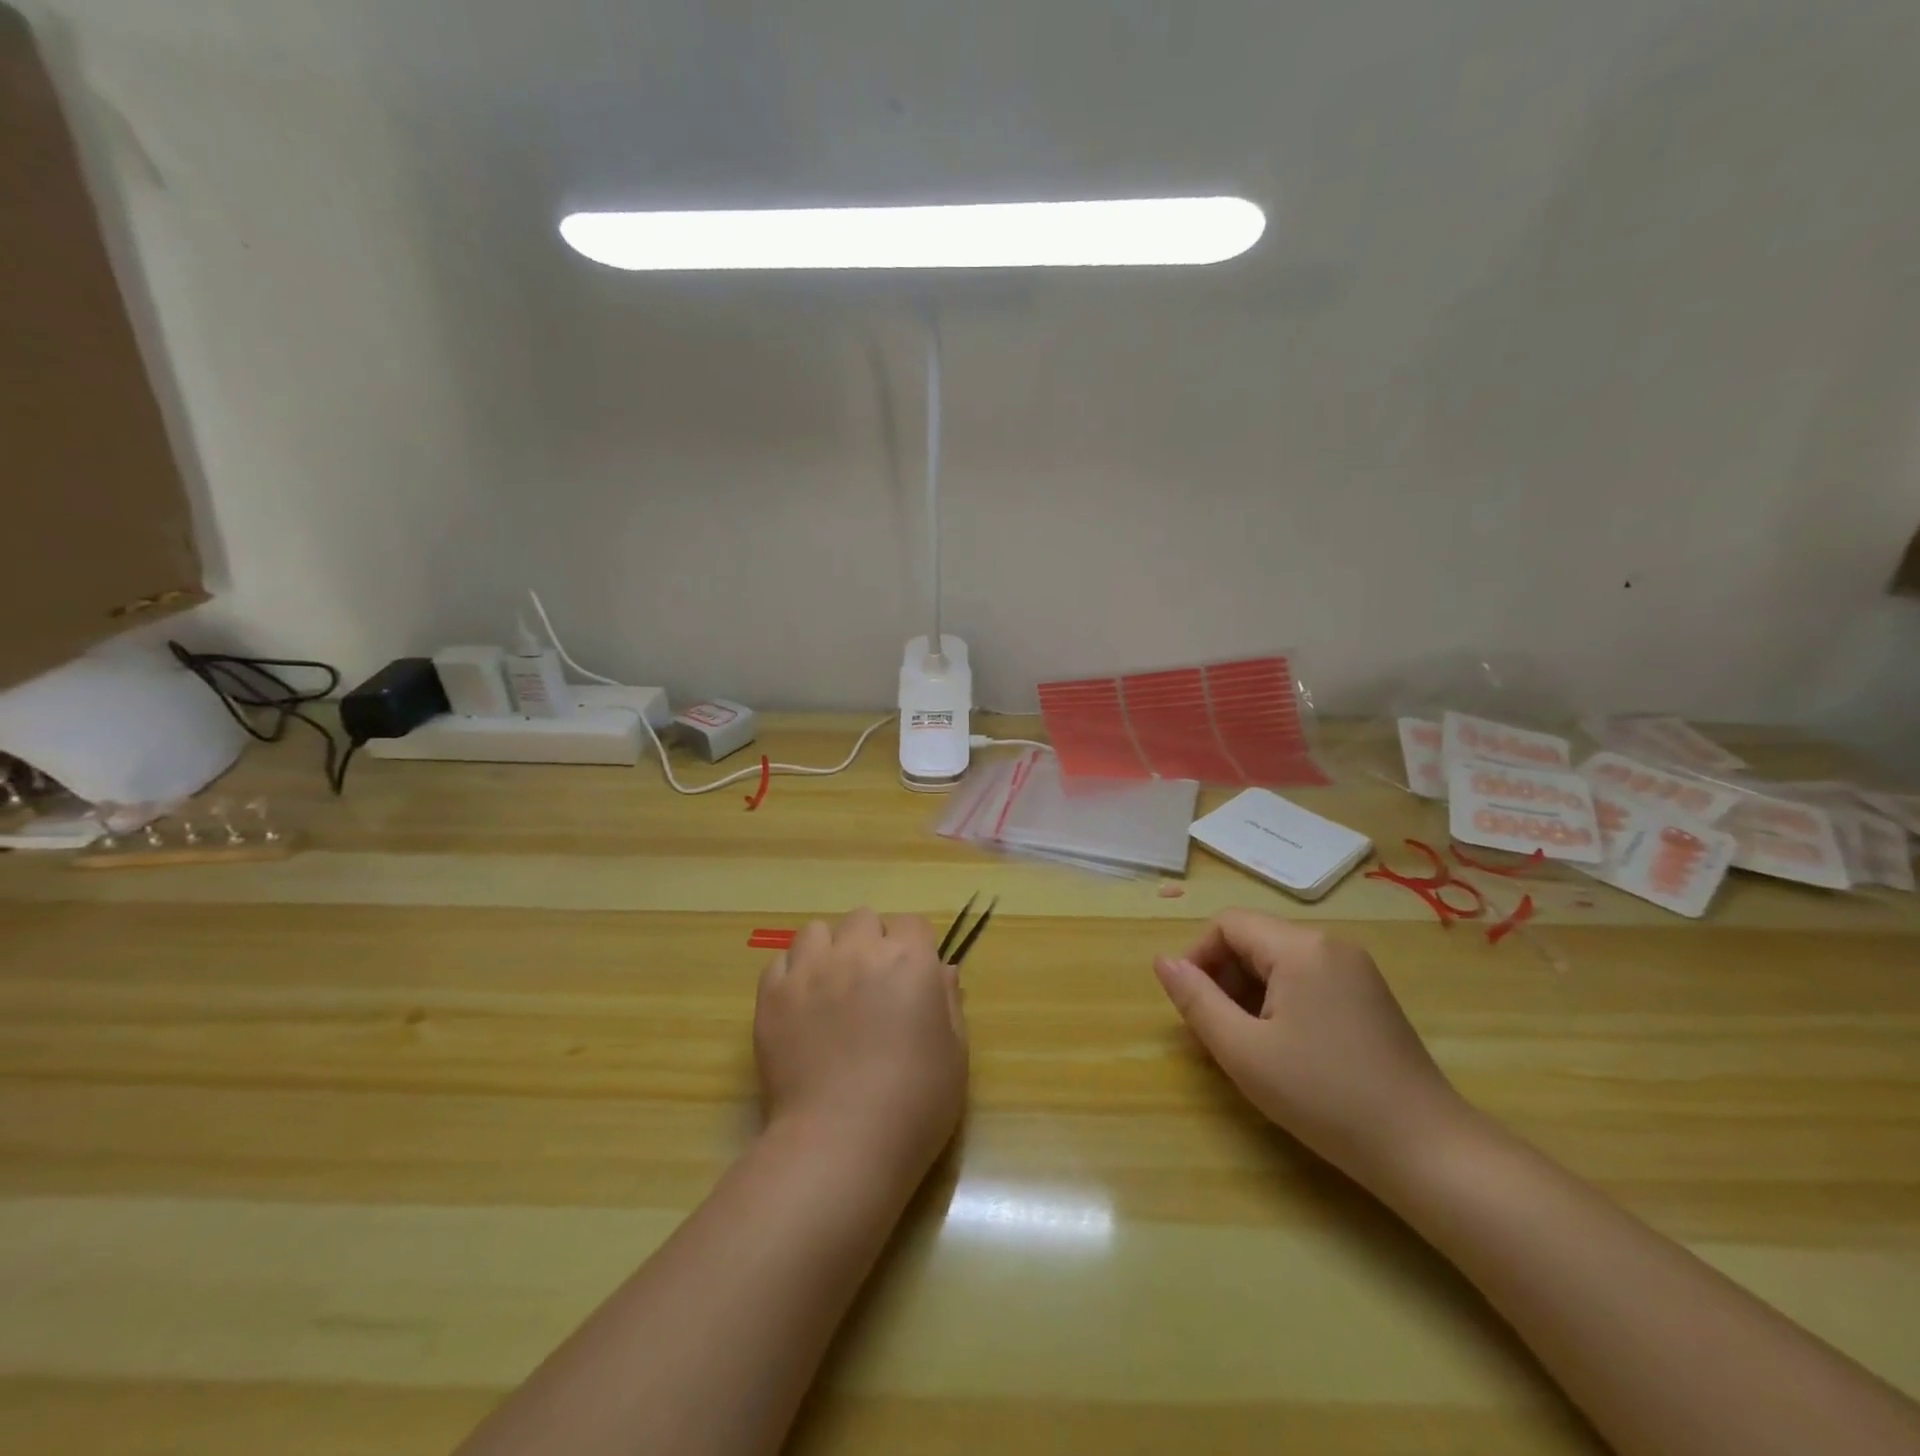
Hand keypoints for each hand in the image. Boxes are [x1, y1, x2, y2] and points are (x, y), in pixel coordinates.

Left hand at [754, 908, 967, 1188]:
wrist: (841, 1144)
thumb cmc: (914, 1104)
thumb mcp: (955, 1054)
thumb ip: (949, 1002)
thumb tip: (941, 971)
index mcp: (909, 960)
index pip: (911, 924)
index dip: (913, 948)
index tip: (912, 978)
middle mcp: (858, 951)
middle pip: (863, 919)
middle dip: (870, 942)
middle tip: (871, 984)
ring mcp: (810, 970)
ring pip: (817, 931)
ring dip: (828, 950)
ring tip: (830, 988)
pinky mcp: (772, 995)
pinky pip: (780, 962)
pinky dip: (792, 975)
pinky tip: (800, 1007)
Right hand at [1154, 910, 1465, 1185]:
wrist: (1427, 1150)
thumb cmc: (1324, 1096)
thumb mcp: (1243, 1050)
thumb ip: (1196, 999)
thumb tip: (1163, 962)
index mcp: (1300, 947)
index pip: (1227, 924)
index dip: (1197, 956)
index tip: (1189, 1005)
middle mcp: (1330, 945)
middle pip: (1254, 940)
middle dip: (1223, 979)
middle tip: (1213, 1033)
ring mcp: (1356, 970)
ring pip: (1280, 963)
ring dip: (1249, 993)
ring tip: (1244, 1046)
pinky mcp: (1370, 997)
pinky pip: (1307, 981)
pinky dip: (1281, 1003)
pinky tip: (1283, 1049)